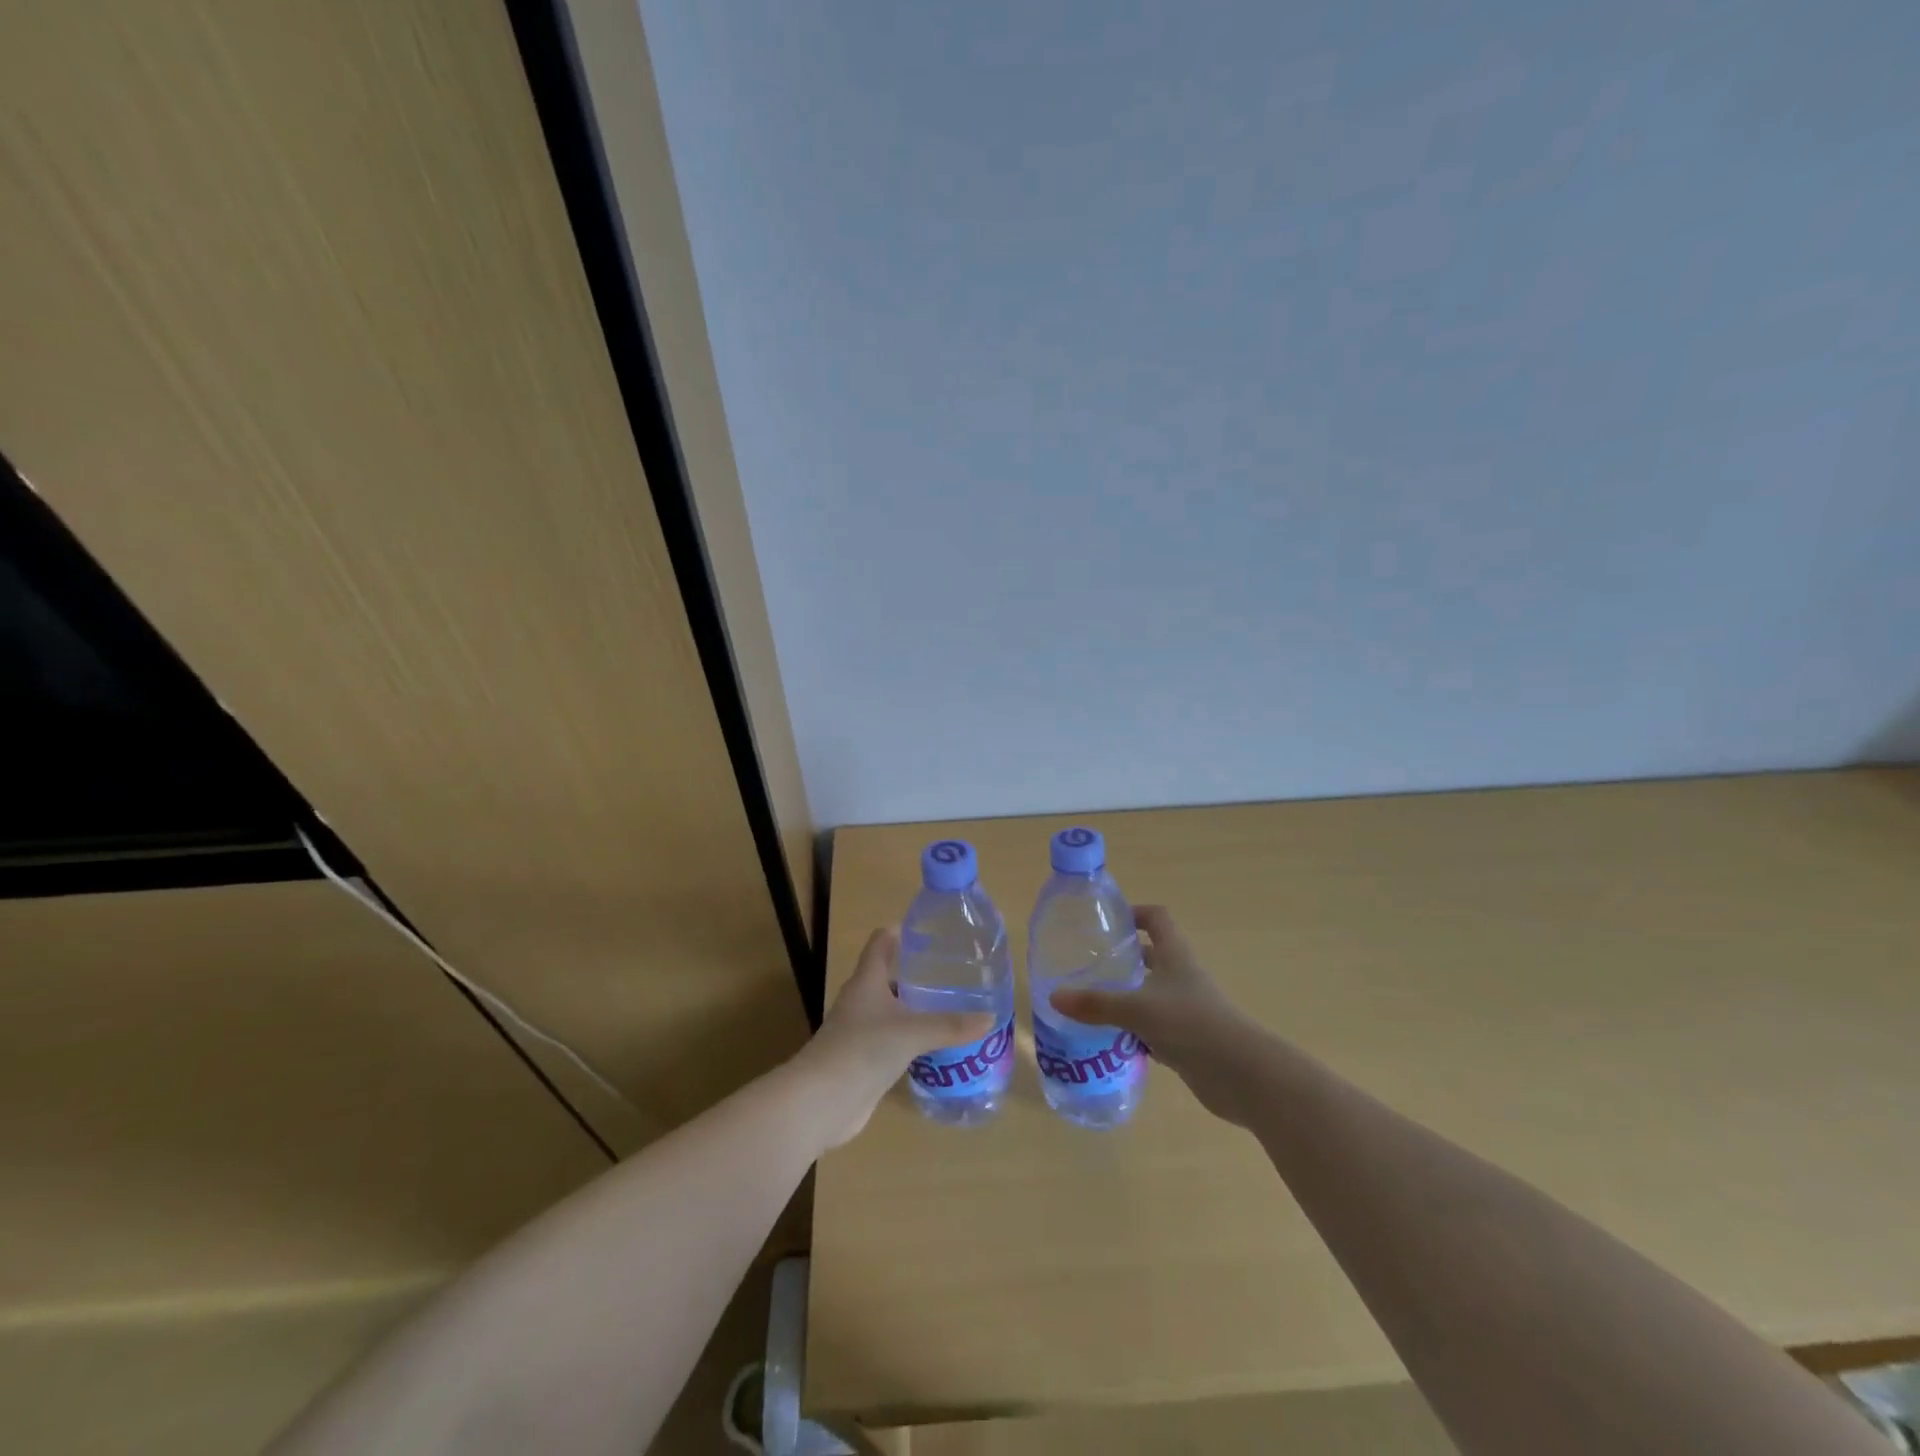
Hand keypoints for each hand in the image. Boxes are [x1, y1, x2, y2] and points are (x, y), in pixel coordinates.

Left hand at [791, 927, 995, 1147]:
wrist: (822, 1102)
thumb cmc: (861, 1050)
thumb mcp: (911, 1032)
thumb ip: (950, 1025)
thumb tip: (989, 1017)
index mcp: (866, 981)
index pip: (881, 942)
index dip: (901, 932)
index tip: (929, 930)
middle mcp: (861, 1000)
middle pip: (887, 975)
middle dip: (916, 971)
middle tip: (951, 969)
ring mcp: (860, 1031)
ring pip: (891, 1009)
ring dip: (915, 1006)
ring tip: (951, 1004)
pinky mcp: (864, 1059)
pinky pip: (893, 1039)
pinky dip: (912, 1037)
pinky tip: (935, 1044)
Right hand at [1048, 905, 1260, 1125]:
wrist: (1242, 1074)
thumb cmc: (1191, 1024)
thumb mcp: (1138, 1009)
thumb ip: (1096, 1004)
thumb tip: (1054, 997)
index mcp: (1174, 955)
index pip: (1156, 918)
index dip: (1134, 912)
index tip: (1107, 921)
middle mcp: (1180, 975)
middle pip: (1150, 955)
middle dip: (1121, 958)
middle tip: (1086, 964)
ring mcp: (1185, 1008)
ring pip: (1149, 992)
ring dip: (1124, 995)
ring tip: (1088, 1001)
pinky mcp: (1185, 1039)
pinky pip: (1152, 1027)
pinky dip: (1132, 1030)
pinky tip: (1108, 1039)